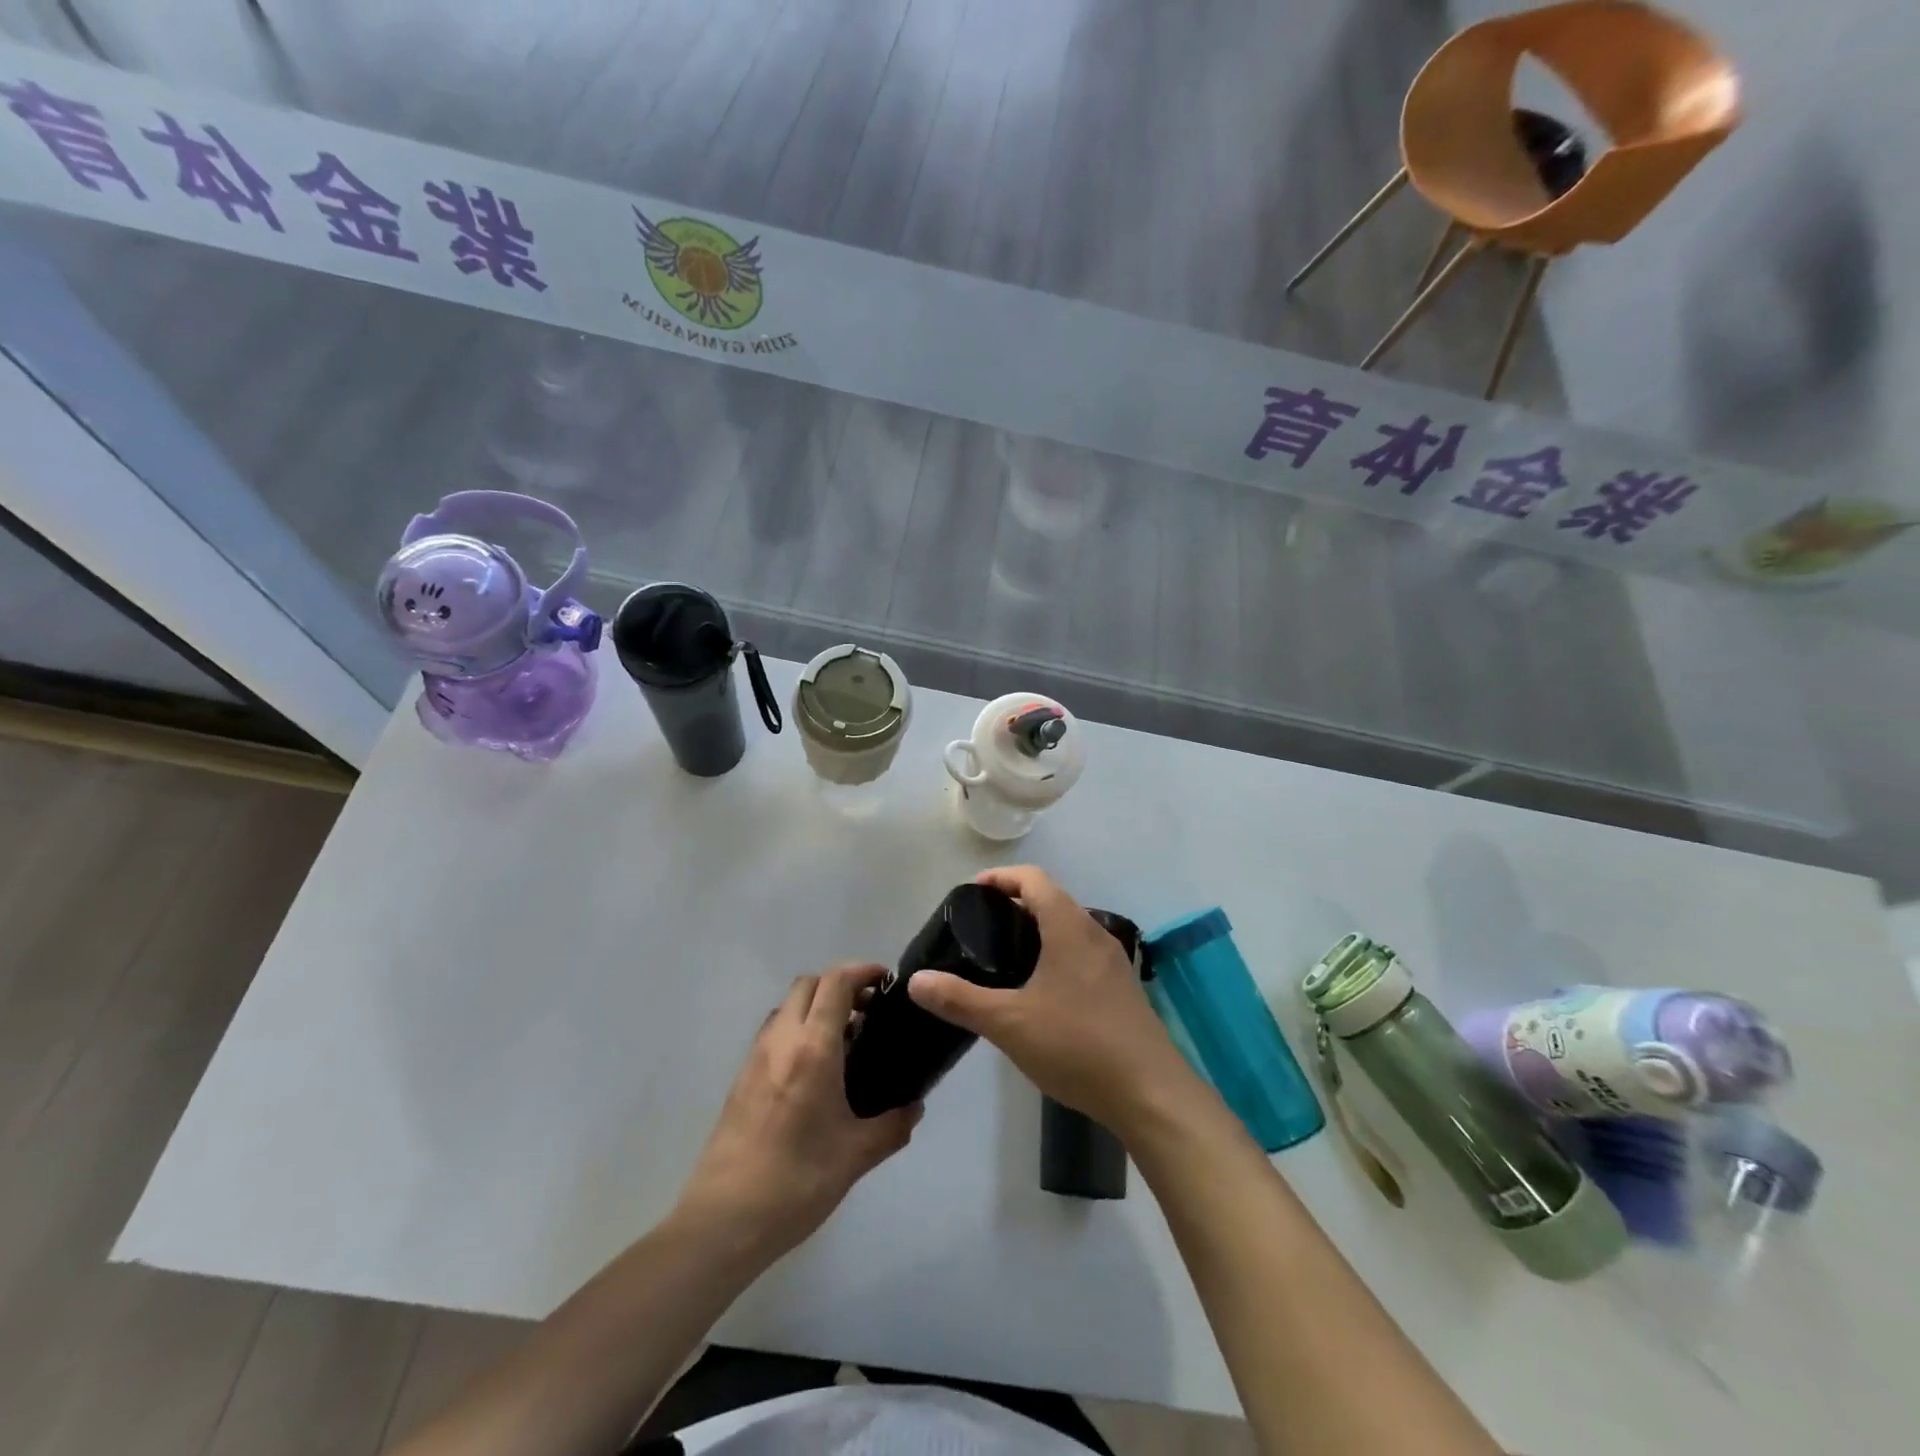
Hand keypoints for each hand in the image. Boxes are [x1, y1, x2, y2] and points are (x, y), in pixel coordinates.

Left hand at [676, 964, 920, 1260]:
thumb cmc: (796, 1182)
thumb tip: (915, 1107)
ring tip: (846, 1040)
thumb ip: (893, 1125)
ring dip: (816, 1007)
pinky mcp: (741, 1079)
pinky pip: (774, 1033)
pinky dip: (798, 1030)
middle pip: (808, 985)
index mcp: (812, 1048)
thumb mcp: (856, 1155)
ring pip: (787, 1006)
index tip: (886, 981)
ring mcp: (755, 1058)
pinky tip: (816, 1071)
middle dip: (840, 985)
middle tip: (869, 1010)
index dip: (862, 971)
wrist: (723, 1222)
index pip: (835, 983)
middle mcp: (781, 1041)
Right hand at [908, 866, 1197, 1133]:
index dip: (1001, 878)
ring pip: (1070, 927)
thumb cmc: (1078, 1046)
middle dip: (1016, 903)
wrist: (1151, 1094)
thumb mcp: (1009, 1023)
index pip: (1033, 879)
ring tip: (1005, 957)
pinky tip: (1040, 990)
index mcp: (1070, 927)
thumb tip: (916, 981)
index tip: (973, 892)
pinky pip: (1083, 953)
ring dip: (1039, 929)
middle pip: (1053, 899)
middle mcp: (1095, 934)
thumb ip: (960, 1000)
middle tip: (981, 927)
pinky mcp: (1123, 988)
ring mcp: (1114, 962)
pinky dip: (1057, 952)